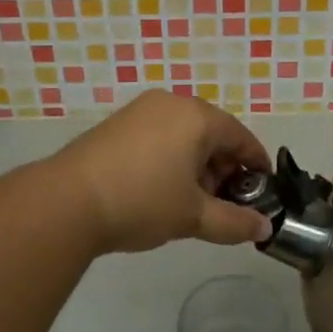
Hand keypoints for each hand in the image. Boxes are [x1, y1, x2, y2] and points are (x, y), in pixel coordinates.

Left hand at [46, 92, 273, 255]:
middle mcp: (171, 103)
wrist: (67, 201)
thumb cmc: (141, 202)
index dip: (256, 163)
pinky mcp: (117, 123)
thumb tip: (265, 229)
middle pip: (212, 132)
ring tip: (192, 200)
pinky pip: (159, 135)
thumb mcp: (194, 216)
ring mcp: (141, 110)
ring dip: (197, 164)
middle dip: (224, 167)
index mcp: (197, 117)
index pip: (240, 136)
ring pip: (184, 134)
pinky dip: (171, 157)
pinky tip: (161, 188)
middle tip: (225, 201)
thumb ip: (235, 222)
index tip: (263, 189)